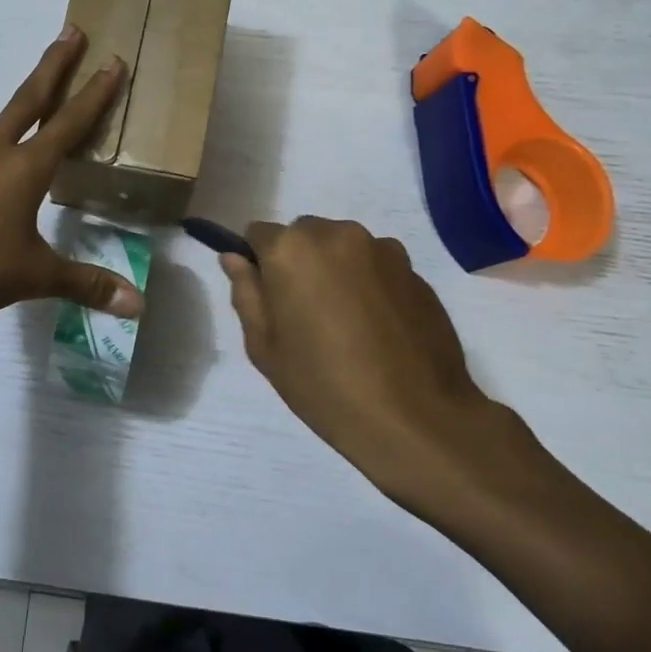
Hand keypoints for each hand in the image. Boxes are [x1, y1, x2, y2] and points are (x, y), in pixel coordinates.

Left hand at [0, 28, 144, 329]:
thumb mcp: (36, 278)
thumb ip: (87, 285)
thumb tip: (138, 306)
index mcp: (23, 169)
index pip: (69, 123)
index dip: (95, 93)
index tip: (112, 60)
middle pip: (28, 100)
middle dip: (53, 65)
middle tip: (70, 31)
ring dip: (7, 146)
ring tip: (12, 182)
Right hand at [221, 218, 556, 529]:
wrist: (415, 418)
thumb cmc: (324, 384)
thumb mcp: (264, 346)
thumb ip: (246, 293)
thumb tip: (235, 258)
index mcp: (292, 249)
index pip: (259, 234)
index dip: (259, 264)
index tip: (269, 298)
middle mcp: (337, 235)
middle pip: (304, 235)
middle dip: (298, 262)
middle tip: (305, 313)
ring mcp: (382, 250)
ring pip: (343, 248)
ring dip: (336, 270)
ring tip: (346, 322)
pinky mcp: (415, 271)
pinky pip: (377, 266)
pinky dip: (369, 284)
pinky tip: (377, 328)